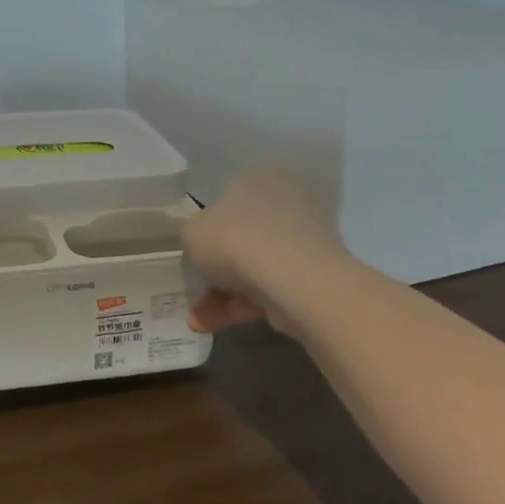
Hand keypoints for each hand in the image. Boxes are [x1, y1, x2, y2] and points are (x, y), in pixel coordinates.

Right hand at [182, 167, 348, 334]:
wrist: (294, 281)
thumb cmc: (234, 240)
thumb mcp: (191, 232)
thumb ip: (193, 236)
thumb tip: (205, 246)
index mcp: (256, 179)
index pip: (226, 199)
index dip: (205, 229)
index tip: (191, 255)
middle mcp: (284, 202)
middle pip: (240, 237)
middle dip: (214, 270)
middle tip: (194, 291)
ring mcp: (303, 241)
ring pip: (253, 267)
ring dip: (222, 294)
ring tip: (198, 321)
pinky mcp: (314, 276)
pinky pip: (270, 289)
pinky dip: (242, 306)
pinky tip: (215, 324)